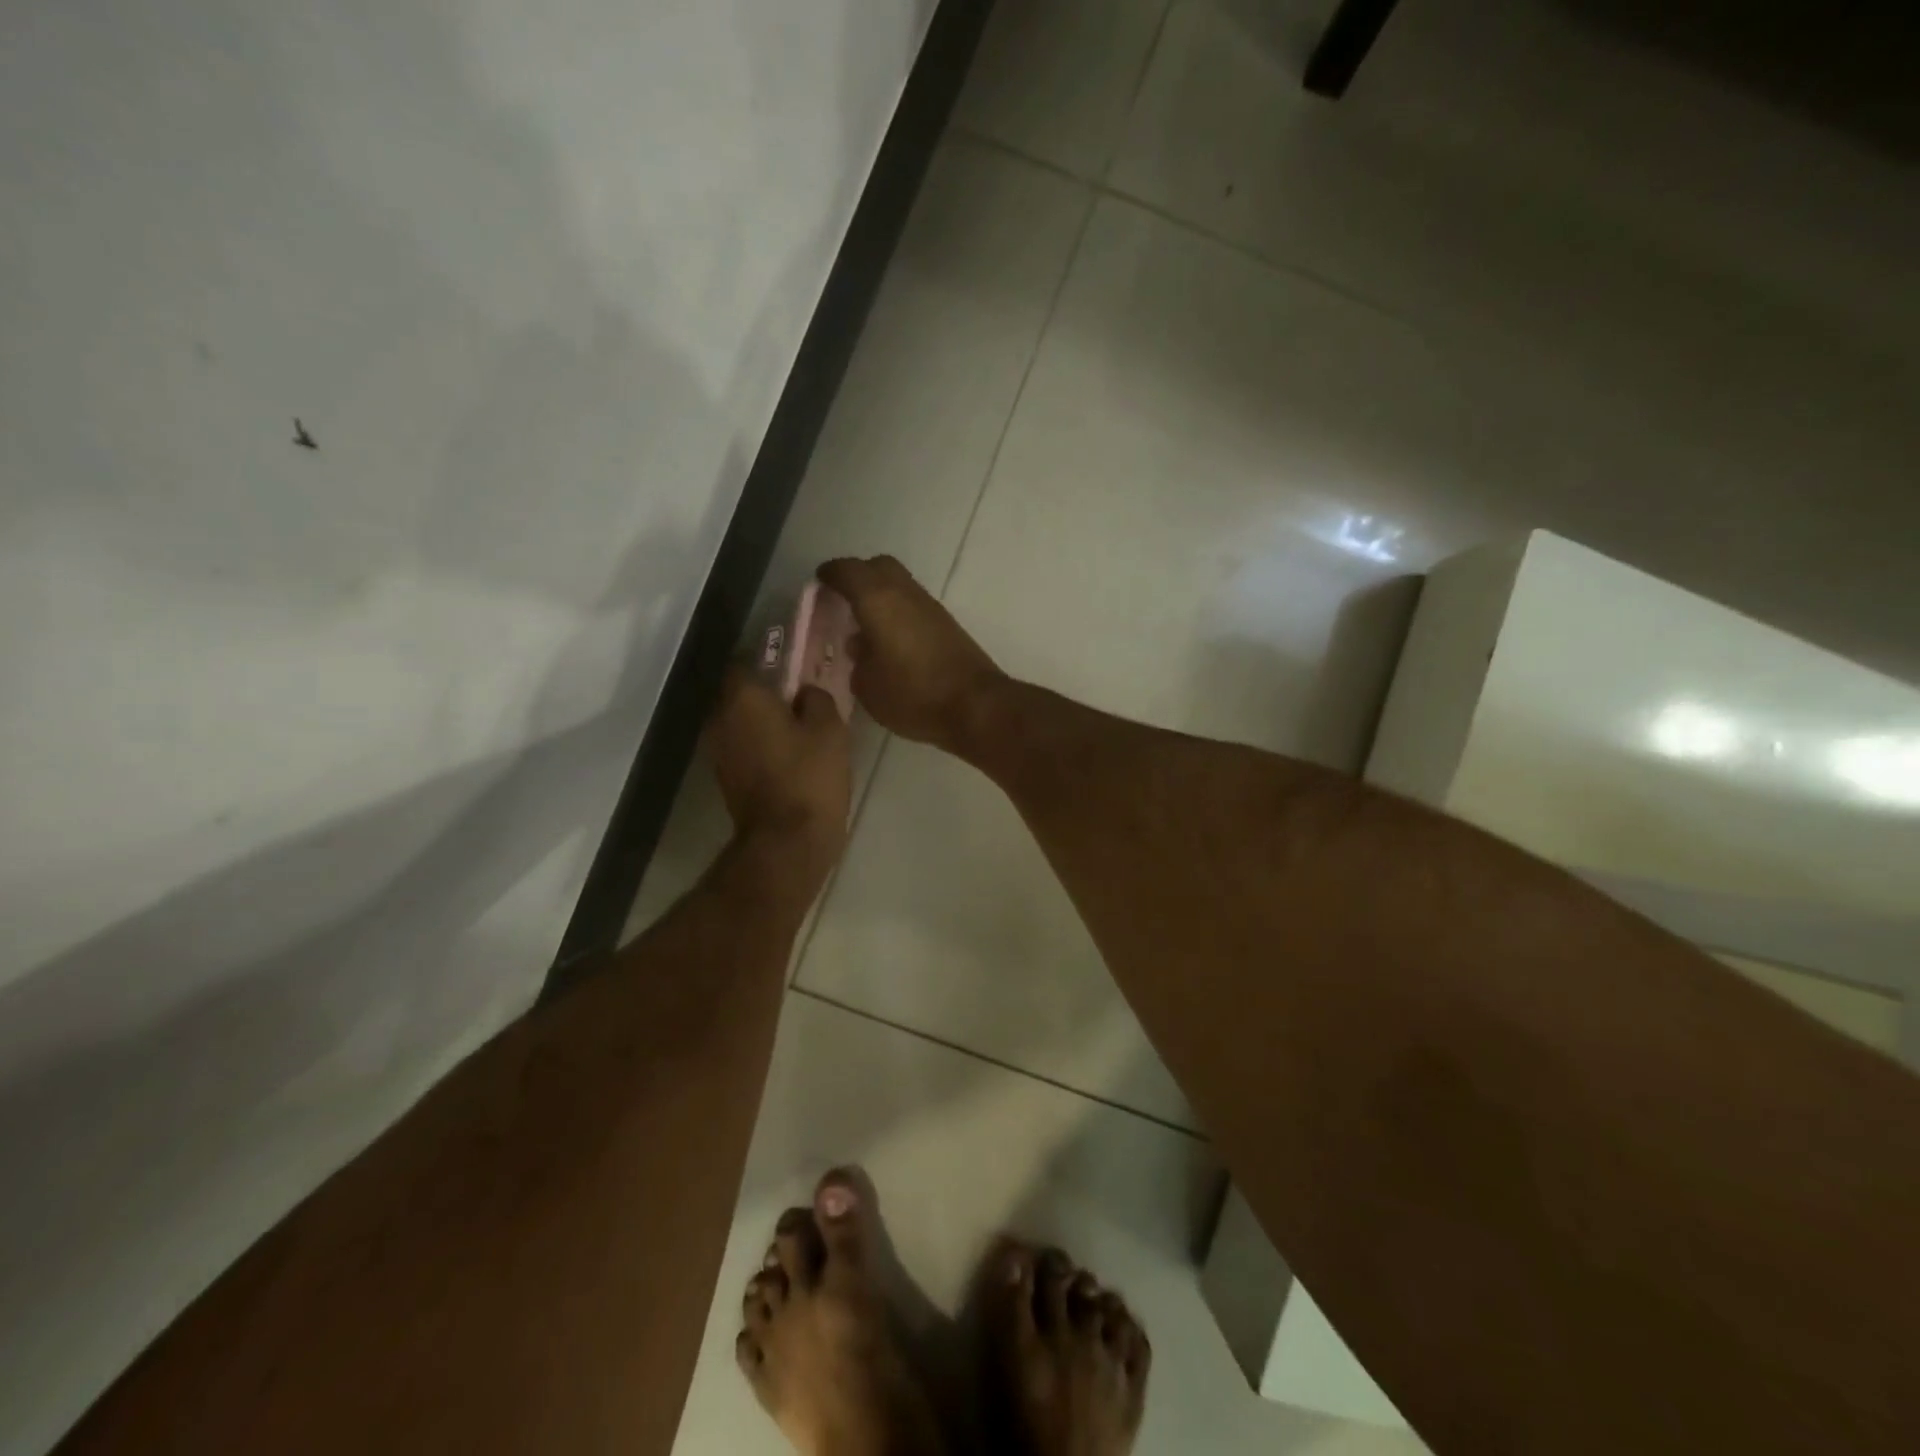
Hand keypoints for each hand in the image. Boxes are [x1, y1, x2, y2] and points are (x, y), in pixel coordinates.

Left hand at [704, 668, 851, 870]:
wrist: (787, 841)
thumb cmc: (809, 776)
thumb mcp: (830, 729)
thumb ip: (817, 699)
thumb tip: (805, 694)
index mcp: (742, 698)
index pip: (744, 661)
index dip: (769, 661)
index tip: (793, 667)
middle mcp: (719, 719)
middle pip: (741, 694)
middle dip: (766, 694)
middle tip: (801, 699)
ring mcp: (717, 751)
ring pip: (740, 722)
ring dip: (762, 722)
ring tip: (797, 729)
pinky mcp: (724, 778)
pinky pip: (742, 747)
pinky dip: (760, 746)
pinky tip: (788, 755)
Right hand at [817, 555, 1004, 750]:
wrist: (975, 706)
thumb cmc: (914, 695)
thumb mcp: (868, 687)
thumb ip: (857, 660)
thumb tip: (860, 646)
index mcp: (878, 600)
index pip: (847, 571)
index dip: (830, 574)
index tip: (818, 583)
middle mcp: (905, 593)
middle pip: (878, 567)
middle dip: (858, 576)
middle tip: (841, 599)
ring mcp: (930, 607)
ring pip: (899, 585)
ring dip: (880, 596)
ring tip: (863, 625)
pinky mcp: (947, 624)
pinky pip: (913, 605)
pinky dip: (897, 612)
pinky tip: (889, 640)